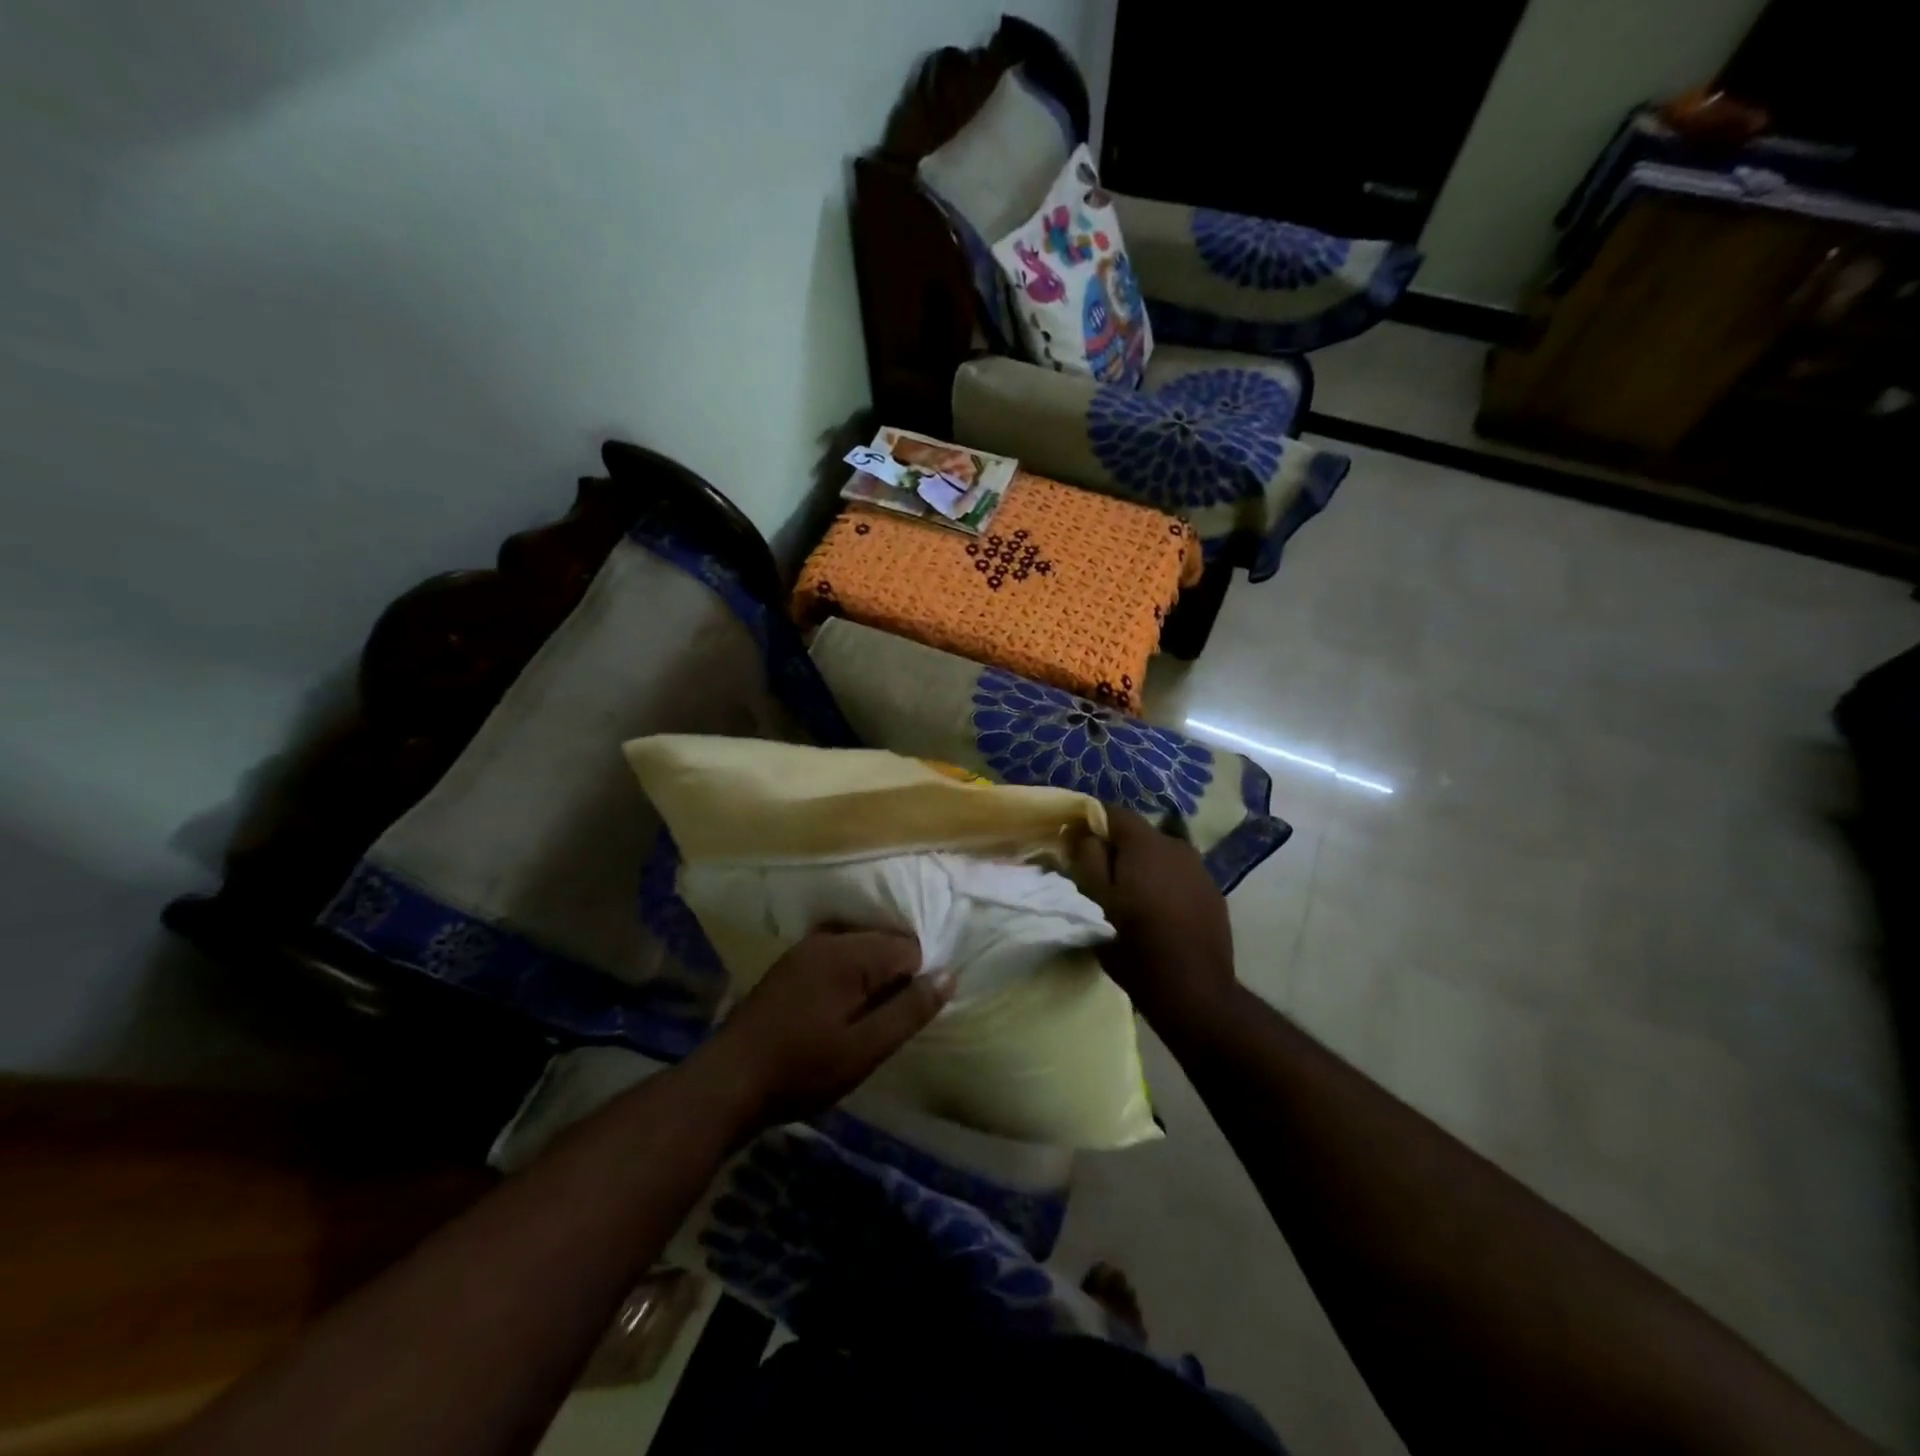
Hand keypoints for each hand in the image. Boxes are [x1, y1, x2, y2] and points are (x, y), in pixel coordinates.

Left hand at [698, 930, 952, 1128]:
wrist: (727, 1083)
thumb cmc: (802, 1069)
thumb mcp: (865, 1049)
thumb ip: (909, 1010)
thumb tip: (949, 974)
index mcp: (848, 953)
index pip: (908, 947)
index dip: (916, 982)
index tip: (903, 1019)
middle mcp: (827, 939)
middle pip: (884, 943)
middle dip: (894, 977)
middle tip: (884, 1025)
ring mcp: (804, 950)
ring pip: (860, 950)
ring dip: (871, 979)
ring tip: (863, 1023)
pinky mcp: (789, 966)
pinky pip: (836, 957)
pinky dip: (848, 978)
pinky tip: (838, 1013)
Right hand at [1072, 805, 1236, 1025]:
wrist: (1193, 990)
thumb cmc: (1133, 943)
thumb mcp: (1094, 900)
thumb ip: (1086, 857)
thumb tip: (1083, 832)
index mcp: (1146, 843)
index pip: (1113, 812)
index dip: (1091, 822)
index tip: (1076, 844)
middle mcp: (1178, 846)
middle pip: (1139, 835)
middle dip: (1117, 850)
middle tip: (1099, 878)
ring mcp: (1201, 871)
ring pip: (1161, 857)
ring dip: (1143, 869)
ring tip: (1129, 898)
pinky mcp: (1214, 895)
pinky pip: (1179, 878)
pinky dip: (1164, 886)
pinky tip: (1158, 914)